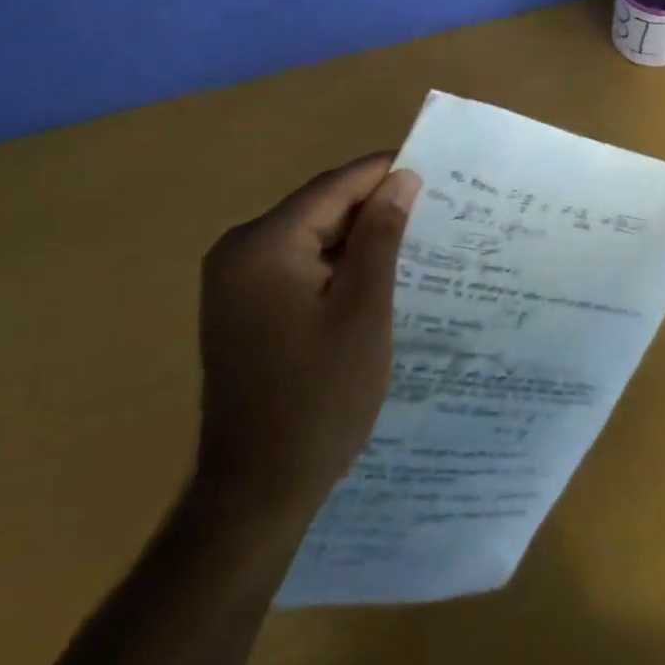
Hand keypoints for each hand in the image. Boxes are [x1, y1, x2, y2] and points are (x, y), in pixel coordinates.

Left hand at [193, 154, 420, 520]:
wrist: (255, 494)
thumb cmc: (319, 398)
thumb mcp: (364, 310)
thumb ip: (381, 235)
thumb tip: (402, 178)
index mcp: (263, 243)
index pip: (334, 186)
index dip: (384, 173)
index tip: (432, 171)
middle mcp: (238, 249)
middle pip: (319, 207)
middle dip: (372, 207)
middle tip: (428, 211)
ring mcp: (233, 279)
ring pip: (309, 234)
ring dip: (355, 237)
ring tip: (409, 240)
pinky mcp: (239, 305)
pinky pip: (294, 262)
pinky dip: (332, 263)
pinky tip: (369, 276)